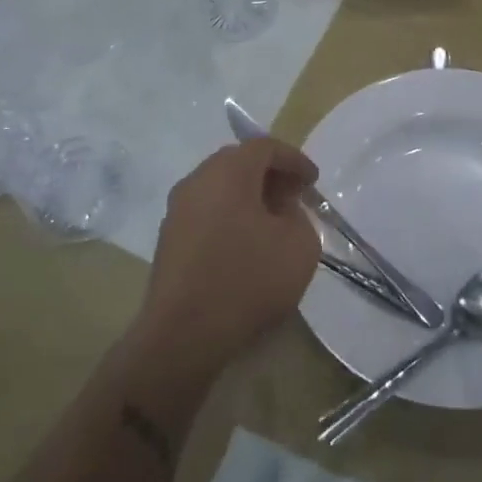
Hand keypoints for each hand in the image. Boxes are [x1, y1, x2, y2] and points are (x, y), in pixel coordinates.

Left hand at [137, 138, 321, 376]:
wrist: (183, 334)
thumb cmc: (247, 280)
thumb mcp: (299, 245)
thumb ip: (298, 215)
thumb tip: (280, 210)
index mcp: (227, 172)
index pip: (264, 147)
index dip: (293, 159)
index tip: (312, 182)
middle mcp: (196, 181)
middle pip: (237, 162)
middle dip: (269, 175)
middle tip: (293, 197)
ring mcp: (177, 210)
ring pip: (219, 188)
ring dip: (248, 196)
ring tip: (272, 223)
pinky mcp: (168, 239)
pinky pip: (206, 212)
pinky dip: (229, 216)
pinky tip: (245, 245)